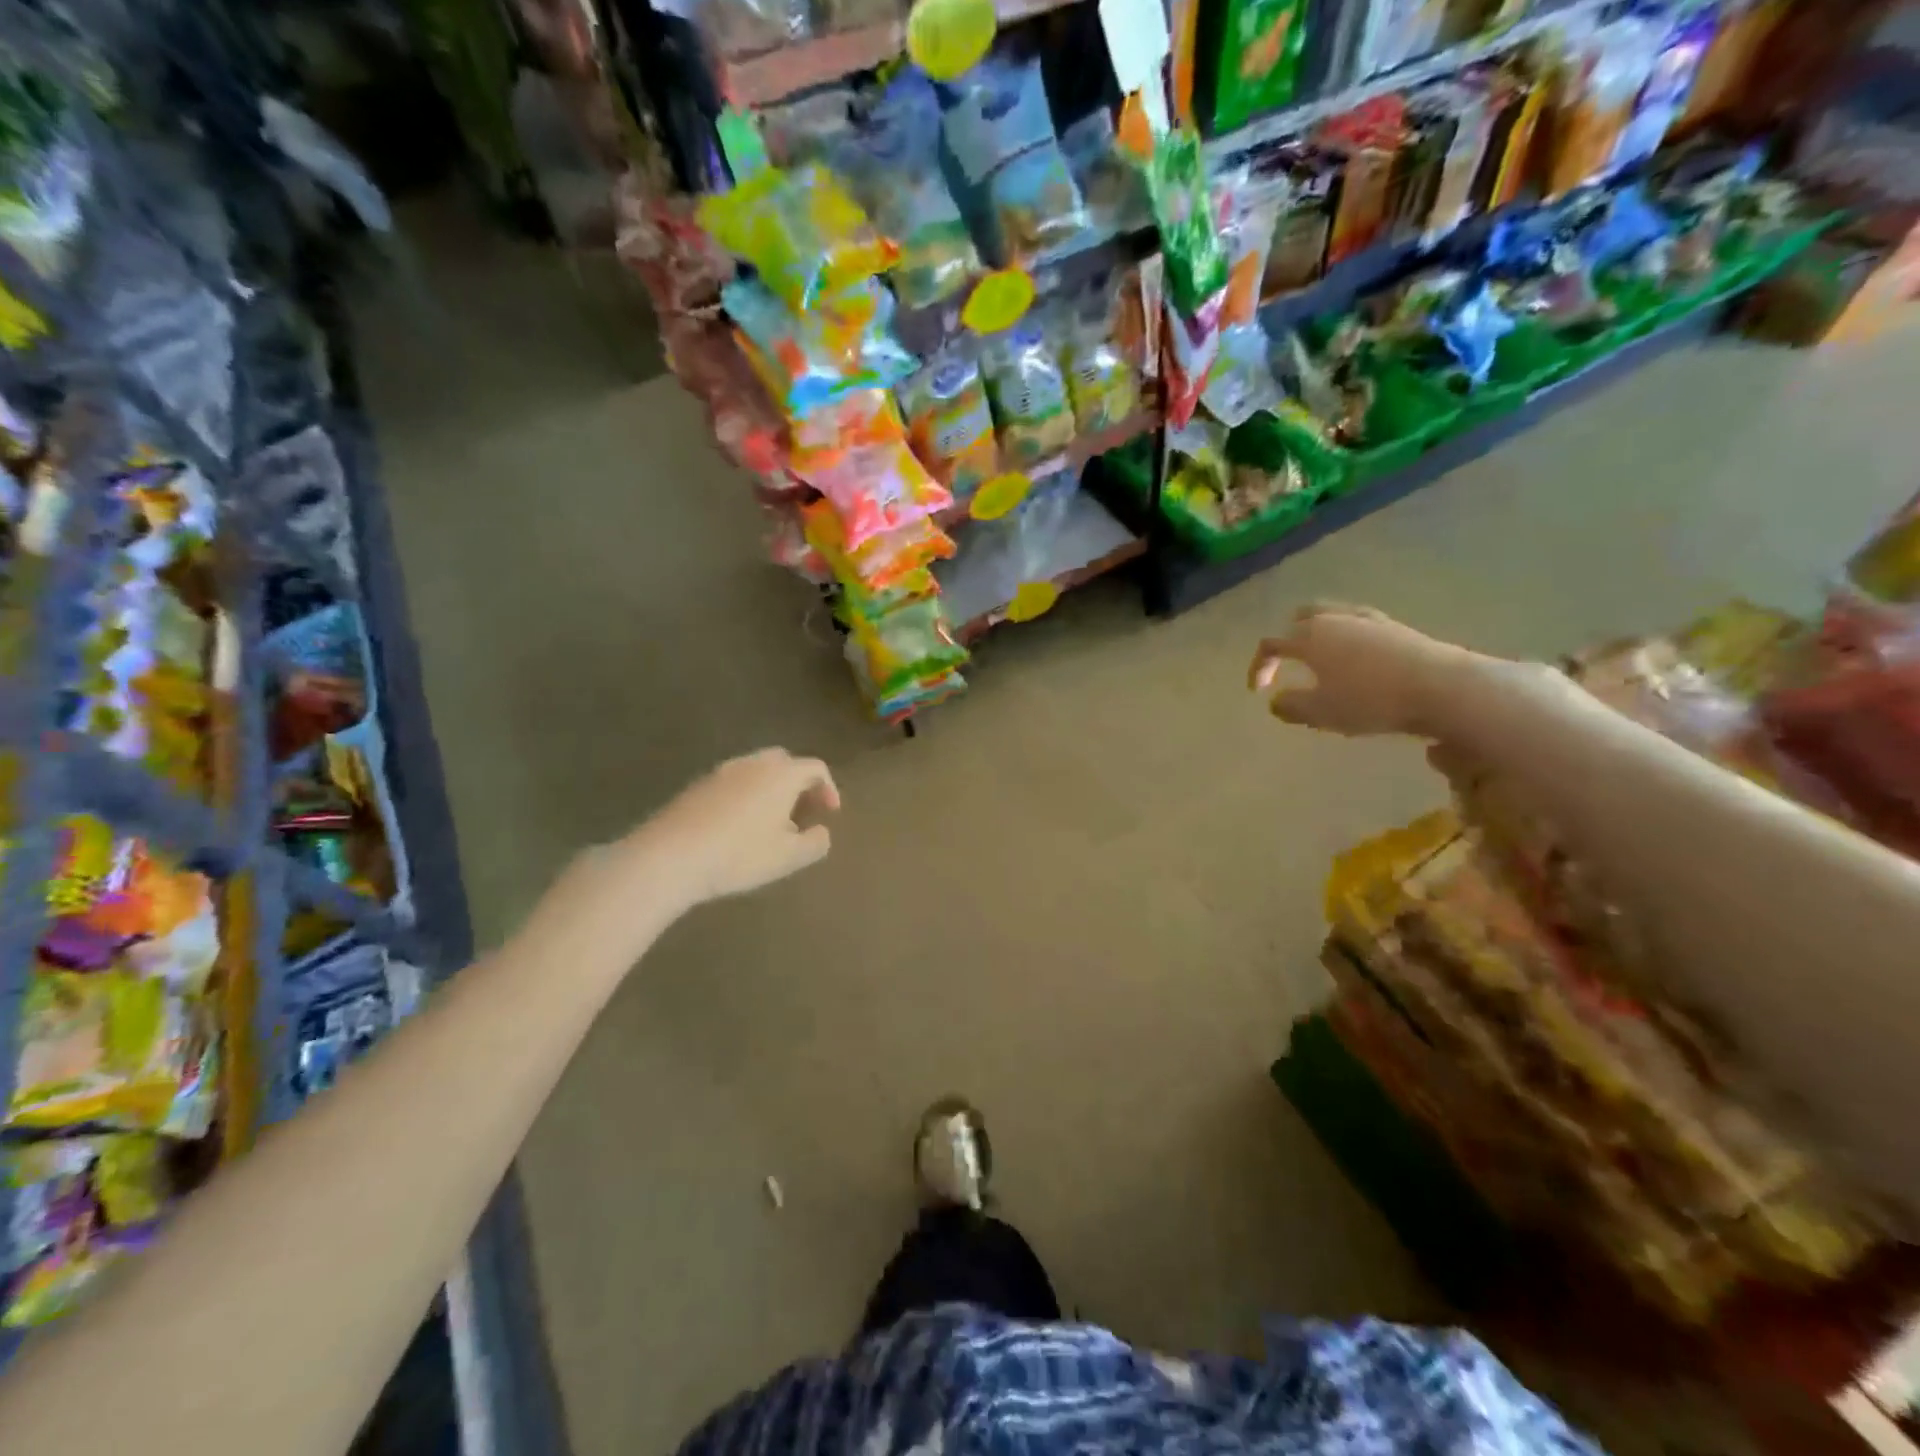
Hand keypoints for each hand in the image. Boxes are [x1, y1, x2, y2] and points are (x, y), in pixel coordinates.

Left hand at [629, 749, 839, 909]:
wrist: (670, 856)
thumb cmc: (739, 855)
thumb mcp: (788, 857)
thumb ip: (815, 842)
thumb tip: (822, 832)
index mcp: (782, 774)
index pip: (815, 768)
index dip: (828, 788)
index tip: (830, 812)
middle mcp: (753, 763)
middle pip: (784, 761)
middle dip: (798, 782)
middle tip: (802, 809)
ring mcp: (721, 772)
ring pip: (756, 770)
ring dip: (770, 788)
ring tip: (771, 821)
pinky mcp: (696, 785)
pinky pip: (732, 782)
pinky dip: (745, 795)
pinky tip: (738, 825)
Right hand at [1249, 604, 1461, 737]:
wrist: (1441, 687)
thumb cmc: (1371, 700)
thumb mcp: (1321, 713)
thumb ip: (1290, 706)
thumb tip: (1276, 701)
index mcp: (1309, 638)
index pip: (1271, 644)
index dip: (1259, 666)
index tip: (1259, 691)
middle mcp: (1334, 620)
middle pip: (1300, 618)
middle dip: (1288, 638)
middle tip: (1287, 661)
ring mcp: (1367, 620)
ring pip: (1331, 615)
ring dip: (1318, 633)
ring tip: (1321, 657)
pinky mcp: (1395, 627)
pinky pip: (1358, 624)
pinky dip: (1346, 636)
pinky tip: (1355, 657)